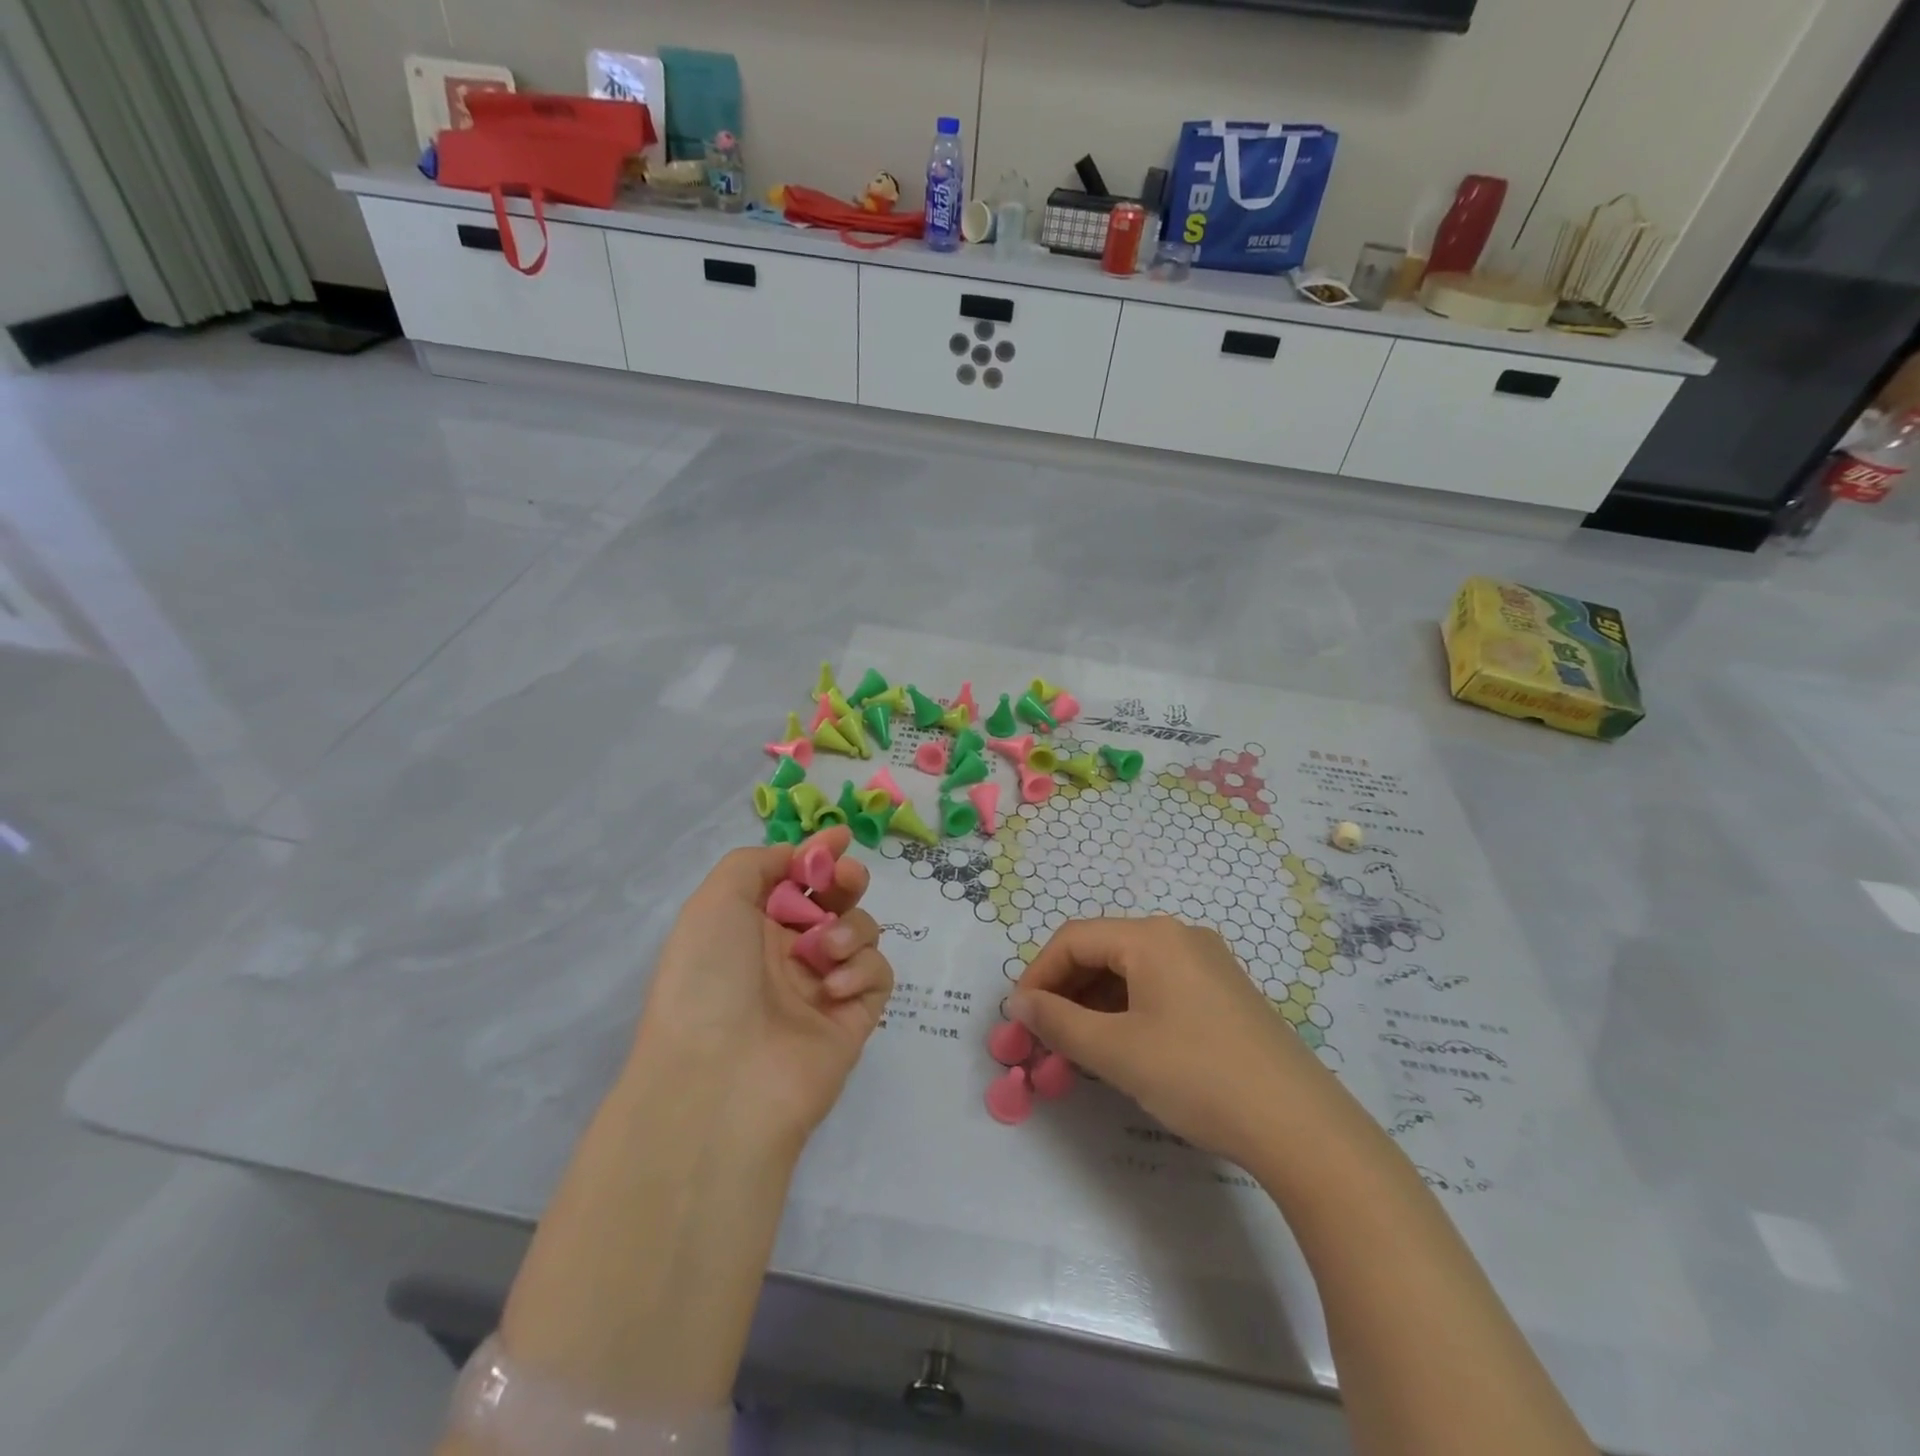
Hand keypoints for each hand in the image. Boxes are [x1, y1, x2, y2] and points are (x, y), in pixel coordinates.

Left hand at [635, 827, 893, 1143]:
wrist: (720, 1081)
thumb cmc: (708, 978)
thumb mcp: (715, 901)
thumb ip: (756, 863)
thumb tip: (795, 857)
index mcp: (750, 927)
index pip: (793, 879)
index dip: (817, 854)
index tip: (840, 836)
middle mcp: (786, 953)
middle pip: (834, 901)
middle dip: (845, 880)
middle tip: (844, 879)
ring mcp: (822, 986)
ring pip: (861, 932)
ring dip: (851, 927)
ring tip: (826, 951)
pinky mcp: (853, 1017)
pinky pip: (877, 974)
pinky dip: (862, 969)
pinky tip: (833, 986)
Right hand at [1010, 916, 1339, 1168]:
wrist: (1300, 1126)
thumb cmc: (1198, 1076)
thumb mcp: (1117, 1051)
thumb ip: (1058, 1022)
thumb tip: (1018, 1003)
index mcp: (1152, 937)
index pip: (1074, 939)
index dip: (1037, 975)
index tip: (1018, 1020)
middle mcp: (1179, 936)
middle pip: (1102, 951)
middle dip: (1065, 992)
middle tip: (1043, 1039)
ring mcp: (1207, 963)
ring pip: (1130, 972)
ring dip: (1094, 1005)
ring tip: (1077, 1050)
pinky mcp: (1224, 993)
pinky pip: (1159, 988)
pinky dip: (1128, 1011)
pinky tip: (1121, 1048)